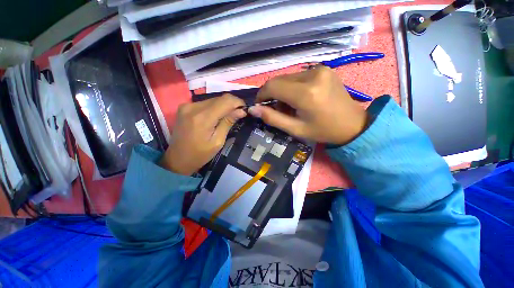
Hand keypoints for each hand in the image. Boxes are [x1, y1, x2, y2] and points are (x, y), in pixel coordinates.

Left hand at [160, 94, 245, 174]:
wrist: (177, 159)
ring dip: (223, 106)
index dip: (238, 102)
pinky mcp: (184, 107)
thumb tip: (241, 111)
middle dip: (232, 104)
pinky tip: (216, 116)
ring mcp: (187, 105)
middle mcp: (193, 107)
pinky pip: (205, 103)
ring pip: (213, 99)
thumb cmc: (200, 154)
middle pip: (219, 98)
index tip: (245, 109)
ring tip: (228, 116)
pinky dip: (214, 107)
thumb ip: (228, 123)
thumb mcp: (218, 141)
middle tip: (238, 114)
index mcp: (203, 118)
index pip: (225, 101)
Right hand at [249, 66, 368, 144]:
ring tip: (291, 106)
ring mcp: (320, 69)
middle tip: (278, 110)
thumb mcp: (295, 129)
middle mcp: (312, 75)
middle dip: (273, 95)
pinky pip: (298, 76)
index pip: (272, 86)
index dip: (262, 95)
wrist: (352, 124)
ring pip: (287, 78)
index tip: (260, 105)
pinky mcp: (324, 69)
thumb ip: (273, 118)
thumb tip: (253, 109)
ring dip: (283, 91)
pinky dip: (293, 87)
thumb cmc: (323, 131)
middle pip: (279, 80)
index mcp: (306, 94)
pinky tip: (300, 99)